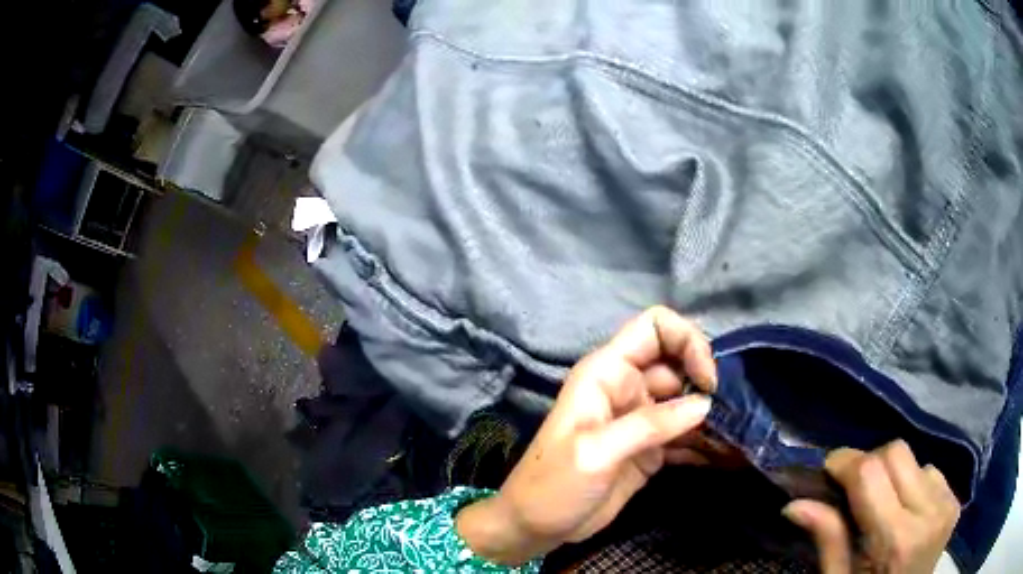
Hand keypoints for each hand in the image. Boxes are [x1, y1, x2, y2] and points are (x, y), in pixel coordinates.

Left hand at [457, 306, 716, 564]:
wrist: (535, 526)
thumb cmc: (552, 484)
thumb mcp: (595, 452)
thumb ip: (649, 425)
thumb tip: (703, 403)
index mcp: (607, 373)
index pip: (654, 328)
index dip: (687, 342)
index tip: (706, 380)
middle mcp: (628, 388)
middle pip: (679, 364)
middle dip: (708, 383)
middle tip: (734, 413)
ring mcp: (641, 420)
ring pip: (687, 402)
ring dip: (713, 415)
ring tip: (741, 435)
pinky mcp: (650, 449)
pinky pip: (685, 435)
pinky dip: (705, 443)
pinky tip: (729, 456)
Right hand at [783, 440, 960, 572]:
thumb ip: (827, 540)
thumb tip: (794, 504)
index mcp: (897, 540)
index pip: (872, 473)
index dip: (845, 462)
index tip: (827, 470)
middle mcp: (929, 512)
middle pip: (896, 452)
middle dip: (869, 463)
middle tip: (852, 489)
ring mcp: (947, 503)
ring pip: (914, 458)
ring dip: (891, 473)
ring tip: (881, 504)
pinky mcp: (956, 499)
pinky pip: (930, 471)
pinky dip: (911, 482)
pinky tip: (904, 509)